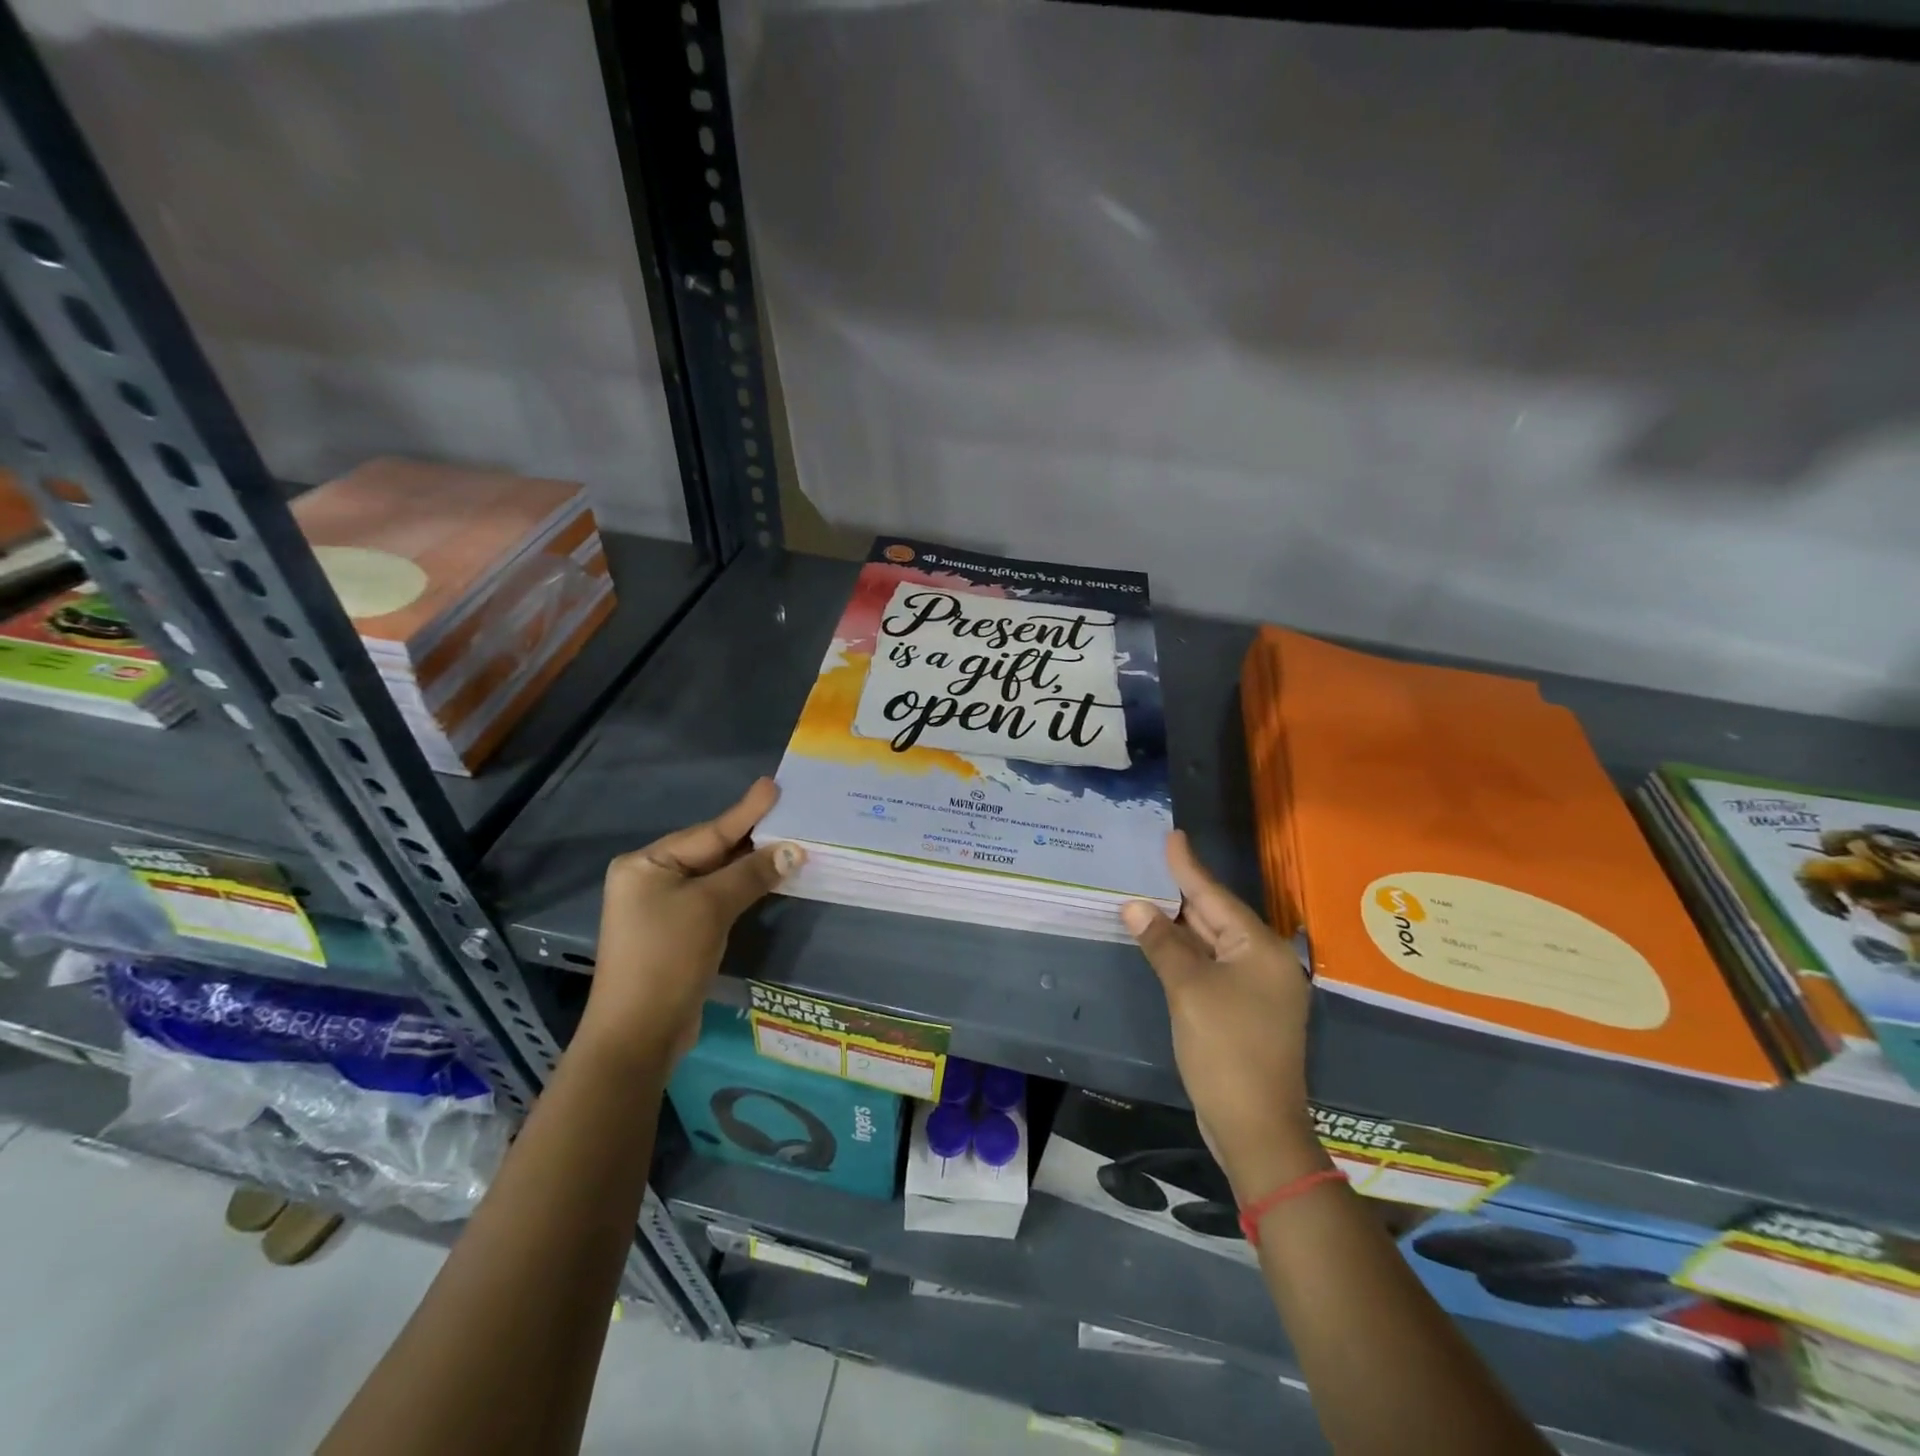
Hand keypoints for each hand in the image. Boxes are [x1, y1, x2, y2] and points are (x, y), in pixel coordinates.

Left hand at [581, 778, 801, 1068]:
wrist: (638, 1035)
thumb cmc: (667, 958)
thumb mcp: (711, 908)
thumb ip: (751, 874)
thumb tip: (794, 850)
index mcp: (646, 864)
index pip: (708, 832)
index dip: (746, 811)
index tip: (774, 785)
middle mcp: (649, 880)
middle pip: (711, 851)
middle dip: (751, 838)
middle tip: (790, 813)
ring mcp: (661, 908)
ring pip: (715, 877)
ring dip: (750, 865)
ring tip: (789, 842)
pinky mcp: (676, 933)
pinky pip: (714, 899)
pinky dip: (741, 890)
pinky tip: (768, 880)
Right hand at [1123, 832, 1324, 1200]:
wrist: (1256, 1129)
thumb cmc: (1225, 1050)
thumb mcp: (1188, 990)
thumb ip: (1162, 943)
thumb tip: (1134, 905)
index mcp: (1261, 949)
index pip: (1215, 896)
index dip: (1188, 866)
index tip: (1172, 835)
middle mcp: (1266, 962)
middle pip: (1217, 917)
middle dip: (1182, 893)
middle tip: (1150, 862)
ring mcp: (1258, 989)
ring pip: (1214, 943)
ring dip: (1181, 924)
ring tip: (1149, 893)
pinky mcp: (1246, 1011)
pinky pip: (1213, 967)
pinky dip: (1188, 953)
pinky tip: (1164, 941)